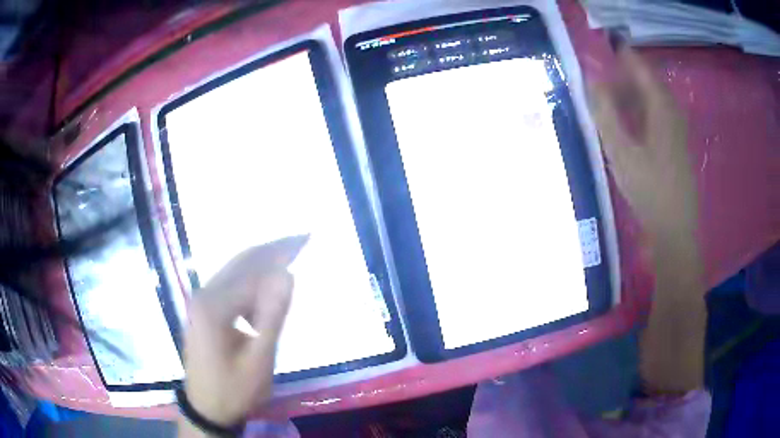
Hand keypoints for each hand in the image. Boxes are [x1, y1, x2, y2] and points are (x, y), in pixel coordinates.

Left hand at [182, 235, 307, 427]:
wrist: (207, 409)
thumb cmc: (235, 389)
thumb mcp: (259, 359)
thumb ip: (272, 316)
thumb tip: (287, 274)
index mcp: (214, 305)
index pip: (253, 270)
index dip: (281, 253)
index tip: (306, 239)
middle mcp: (203, 295)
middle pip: (241, 262)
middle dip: (272, 249)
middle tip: (301, 239)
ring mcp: (200, 301)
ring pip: (234, 272)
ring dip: (261, 266)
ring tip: (289, 264)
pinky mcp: (202, 311)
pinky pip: (229, 286)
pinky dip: (250, 283)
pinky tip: (263, 296)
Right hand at [589, 47, 697, 238]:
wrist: (675, 230)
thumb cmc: (649, 190)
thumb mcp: (621, 151)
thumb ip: (604, 112)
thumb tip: (591, 79)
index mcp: (661, 108)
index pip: (640, 66)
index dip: (620, 53)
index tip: (599, 50)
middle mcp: (671, 112)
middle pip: (646, 81)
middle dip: (623, 75)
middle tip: (600, 80)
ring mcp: (676, 130)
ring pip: (652, 99)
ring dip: (631, 94)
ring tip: (610, 101)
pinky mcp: (675, 145)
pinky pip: (656, 115)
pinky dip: (640, 111)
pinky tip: (629, 124)